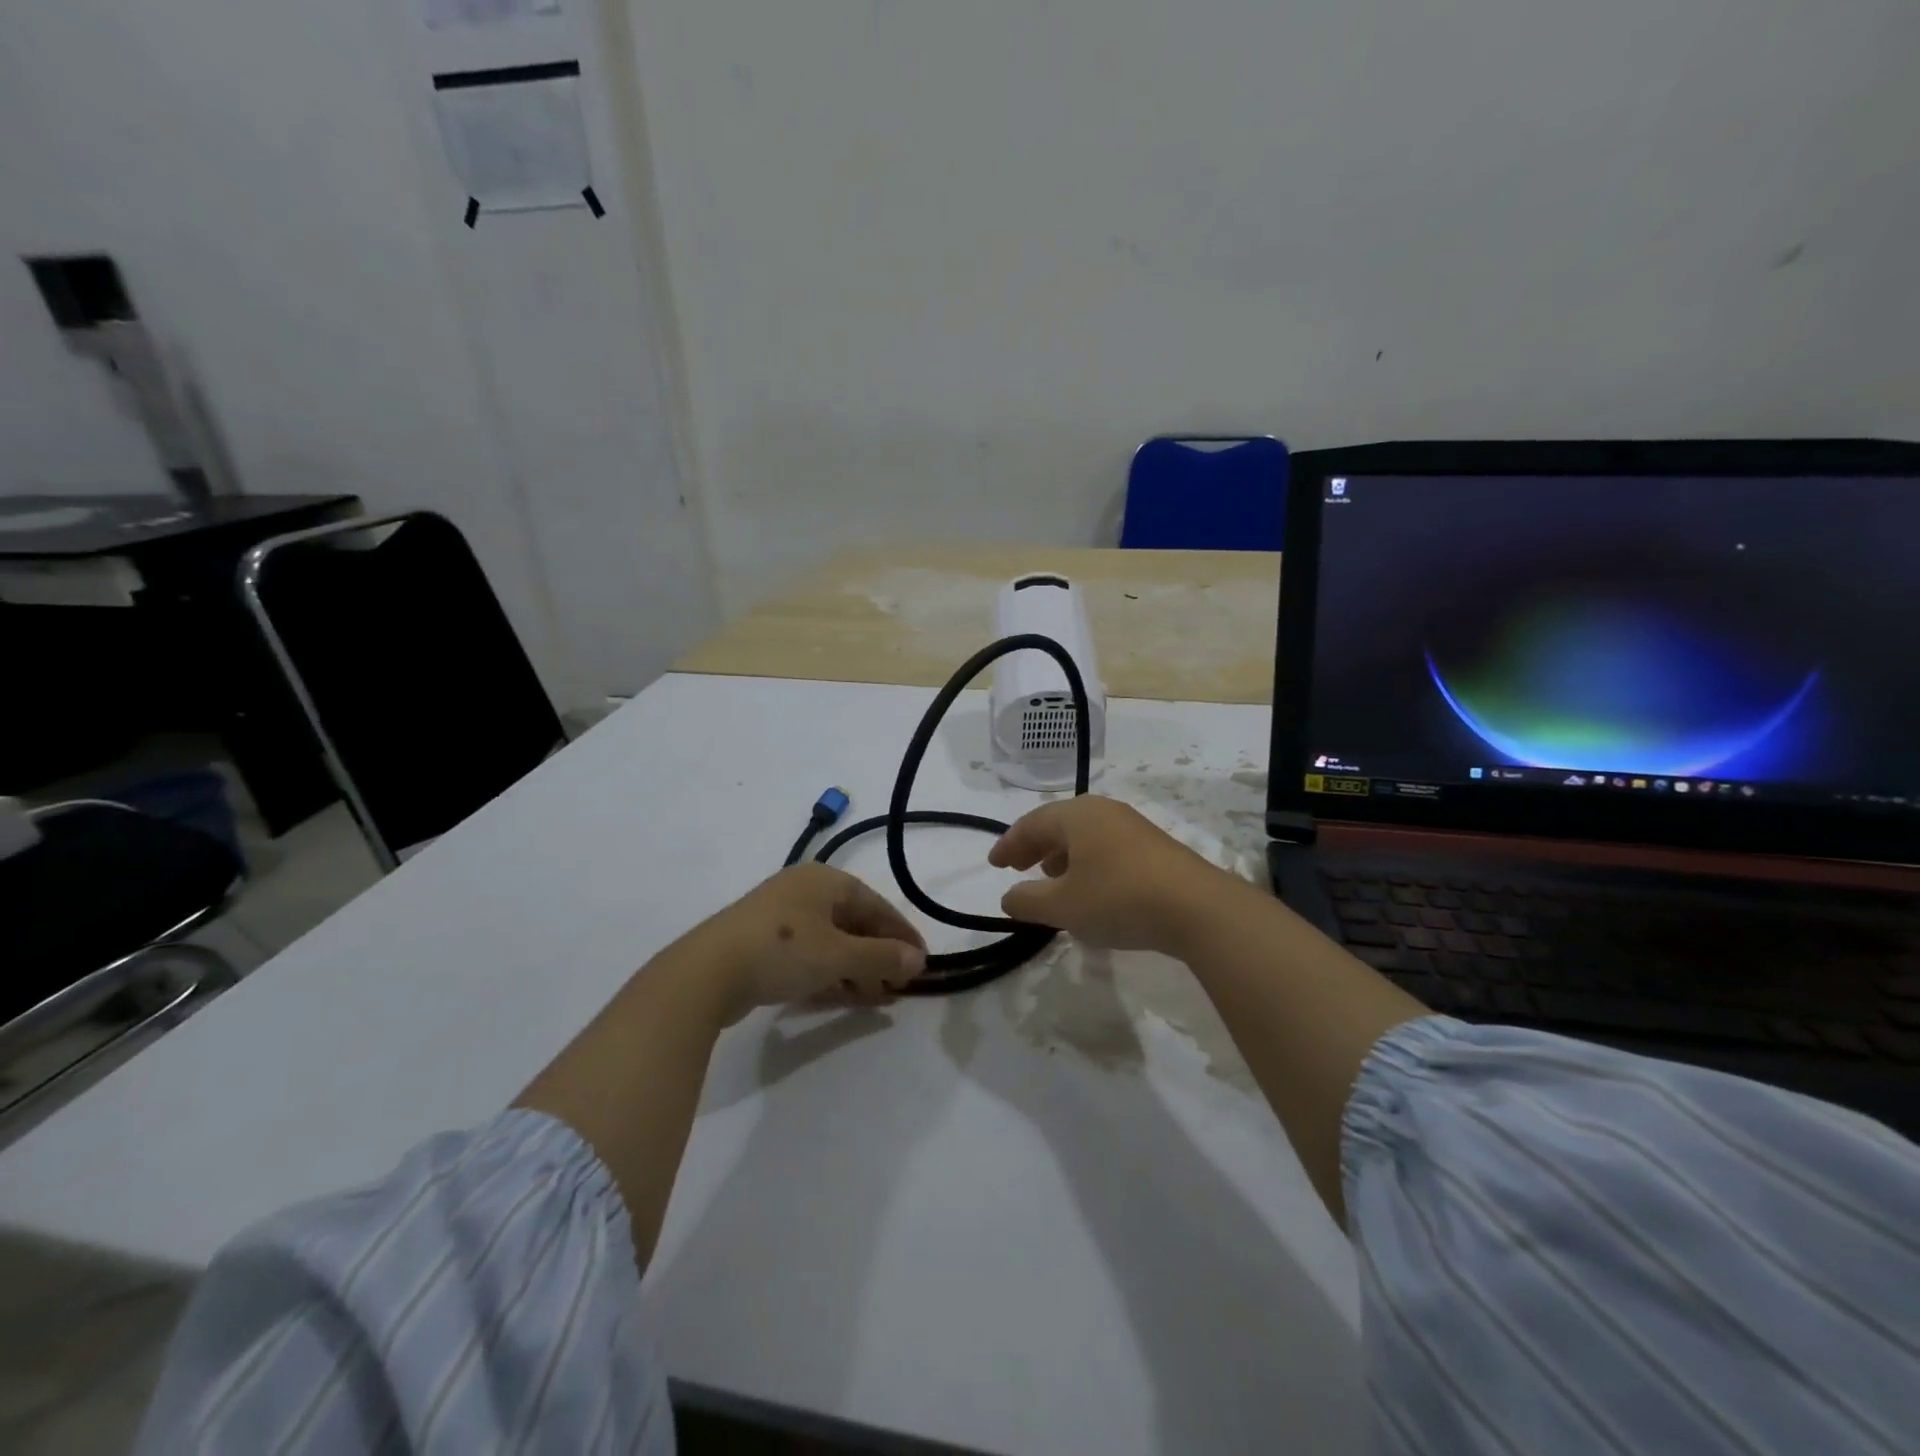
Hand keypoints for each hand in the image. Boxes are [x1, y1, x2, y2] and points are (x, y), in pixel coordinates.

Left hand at [693, 863, 926, 1023]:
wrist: (706, 973)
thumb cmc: (782, 950)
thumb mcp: (839, 954)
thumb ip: (882, 957)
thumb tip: (918, 959)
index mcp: (825, 880)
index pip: (876, 905)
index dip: (901, 935)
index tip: (922, 963)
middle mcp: (804, 890)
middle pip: (854, 923)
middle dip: (879, 955)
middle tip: (898, 986)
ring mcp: (780, 916)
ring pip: (831, 941)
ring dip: (856, 968)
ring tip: (876, 998)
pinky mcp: (761, 943)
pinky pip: (808, 955)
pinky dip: (829, 973)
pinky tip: (843, 997)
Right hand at [988, 796, 1239, 952]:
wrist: (1197, 908)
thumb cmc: (1119, 899)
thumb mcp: (1063, 907)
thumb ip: (1028, 901)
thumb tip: (1008, 896)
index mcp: (1076, 816)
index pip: (1031, 824)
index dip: (1008, 844)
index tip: (993, 863)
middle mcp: (1103, 811)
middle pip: (1058, 824)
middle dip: (1034, 846)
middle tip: (1016, 867)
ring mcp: (1132, 826)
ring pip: (1084, 835)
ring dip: (1061, 855)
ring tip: (1050, 878)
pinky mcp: (1153, 847)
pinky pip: (1106, 846)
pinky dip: (1087, 861)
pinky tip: (1090, 887)